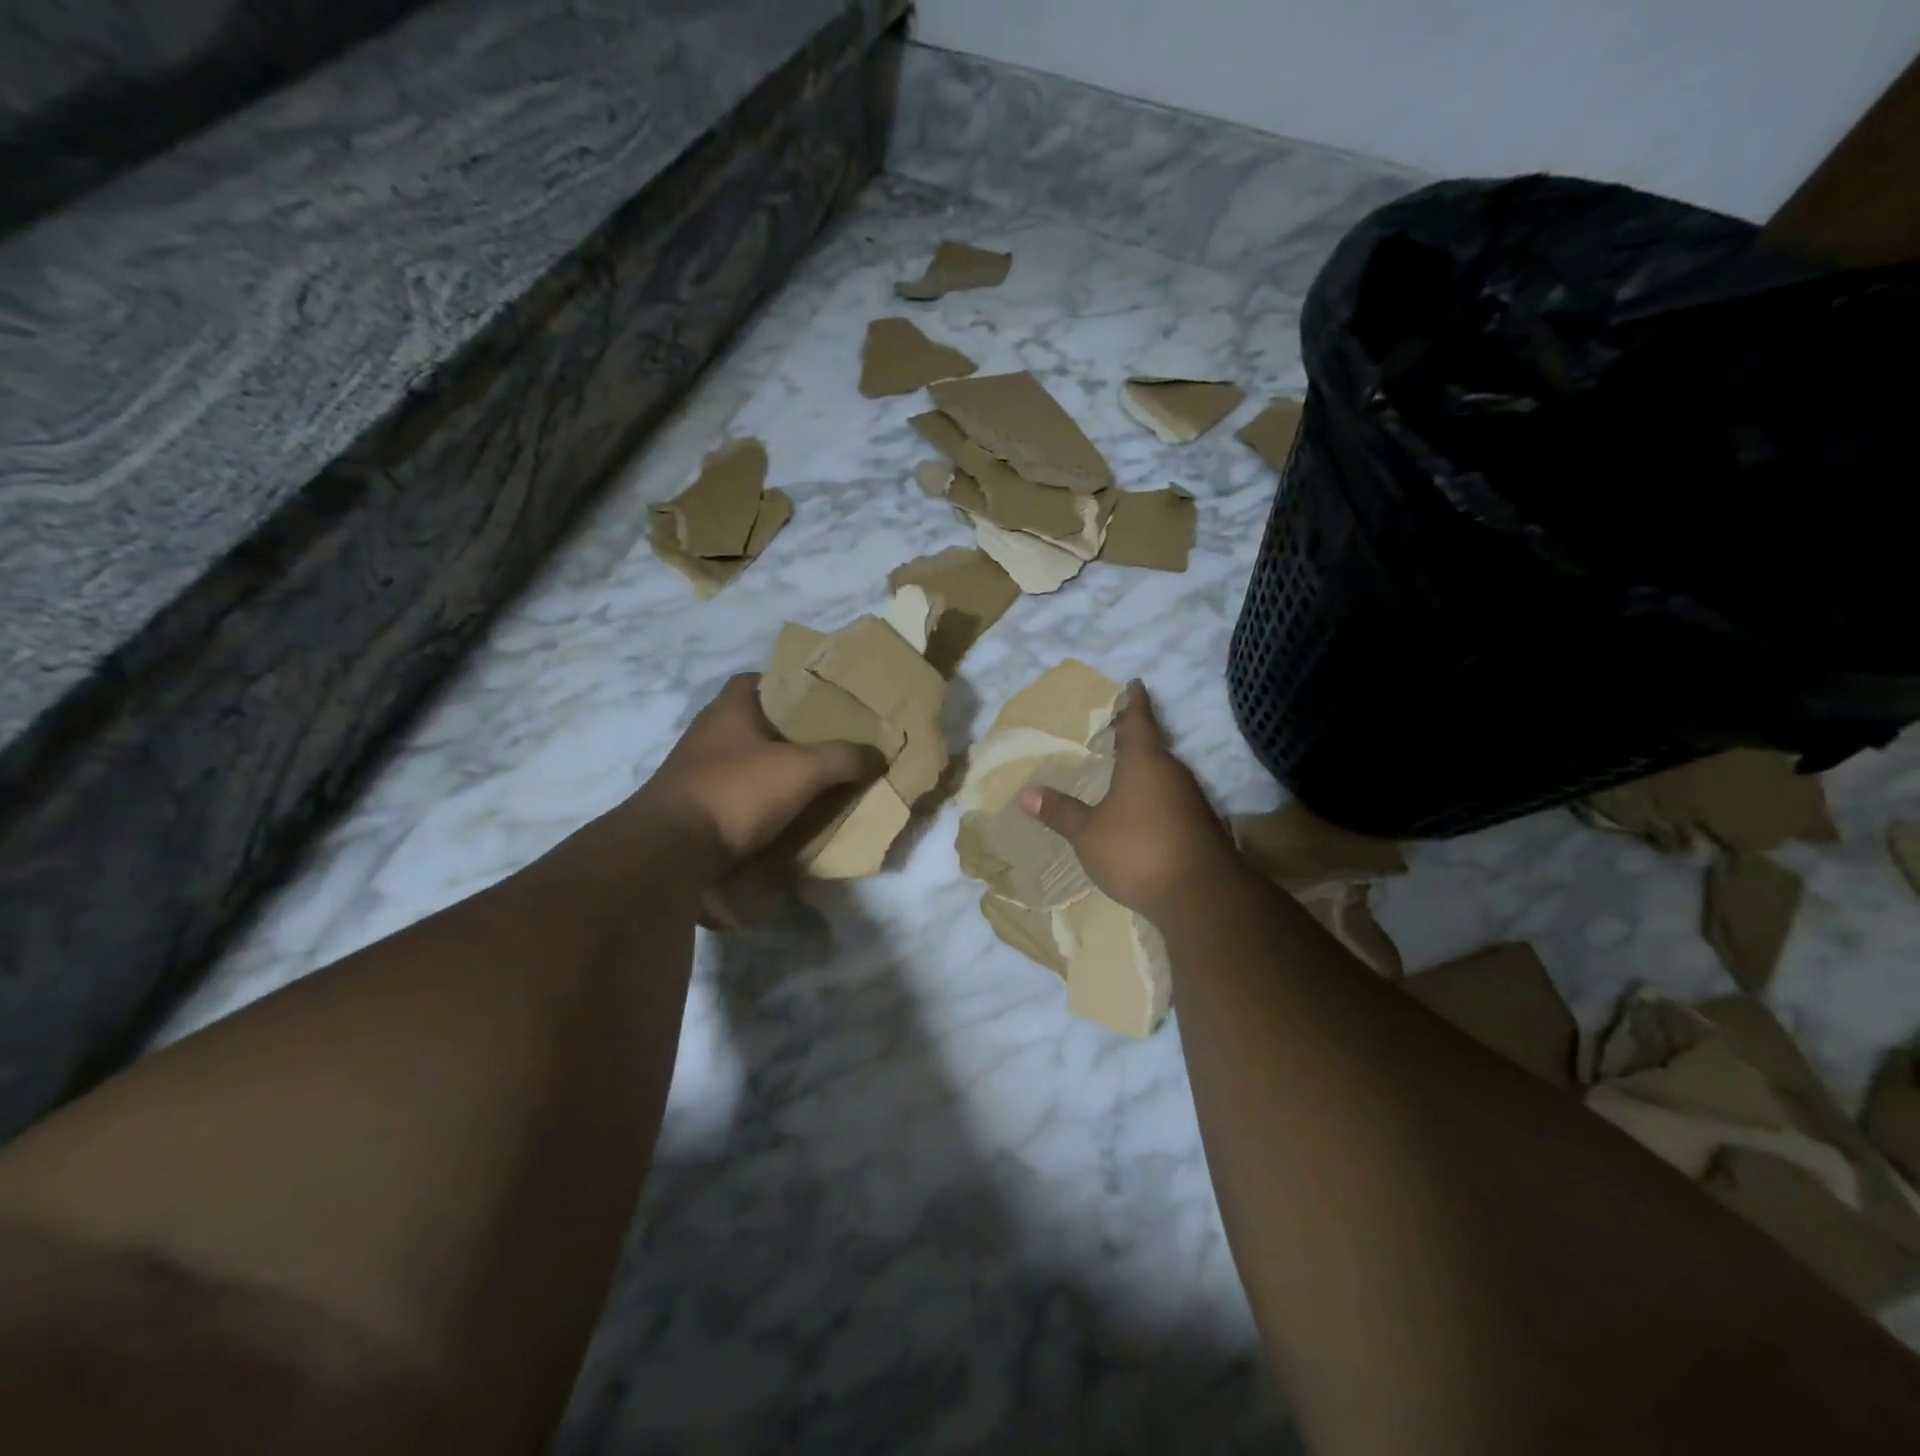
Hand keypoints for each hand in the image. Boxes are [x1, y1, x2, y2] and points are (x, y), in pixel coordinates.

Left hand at [632, 674, 871, 871]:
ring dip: (776, 772)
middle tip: (829, 745)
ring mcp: (697, 773)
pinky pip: (737, 797)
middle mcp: (709, 735)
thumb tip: (878, 754)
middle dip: (789, 734)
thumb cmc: (737, 791)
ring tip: (815, 783)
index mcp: (729, 709)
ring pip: (747, 762)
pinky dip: (761, 803)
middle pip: (756, 723)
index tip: (820, 701)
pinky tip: (787, 816)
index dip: (788, 685)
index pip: (757, 679)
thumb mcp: (803, 769)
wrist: (671, 852)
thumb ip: (844, 757)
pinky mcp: (695, 809)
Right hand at [1020, 682, 1244, 921]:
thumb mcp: (1088, 833)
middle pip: (1153, 747)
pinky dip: (1155, 800)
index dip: (1134, 702)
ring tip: (1121, 774)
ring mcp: (1192, 800)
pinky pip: (1172, 802)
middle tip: (1113, 733)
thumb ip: (1060, 812)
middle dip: (1135, 739)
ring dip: (1145, 773)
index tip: (1134, 684)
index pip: (1139, 720)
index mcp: (1145, 761)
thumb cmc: (1137, 850)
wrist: (1201, 896)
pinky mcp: (1201, 827)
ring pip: (1164, 776)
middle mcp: (1173, 773)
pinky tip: (1140, 815)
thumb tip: (1027, 793)